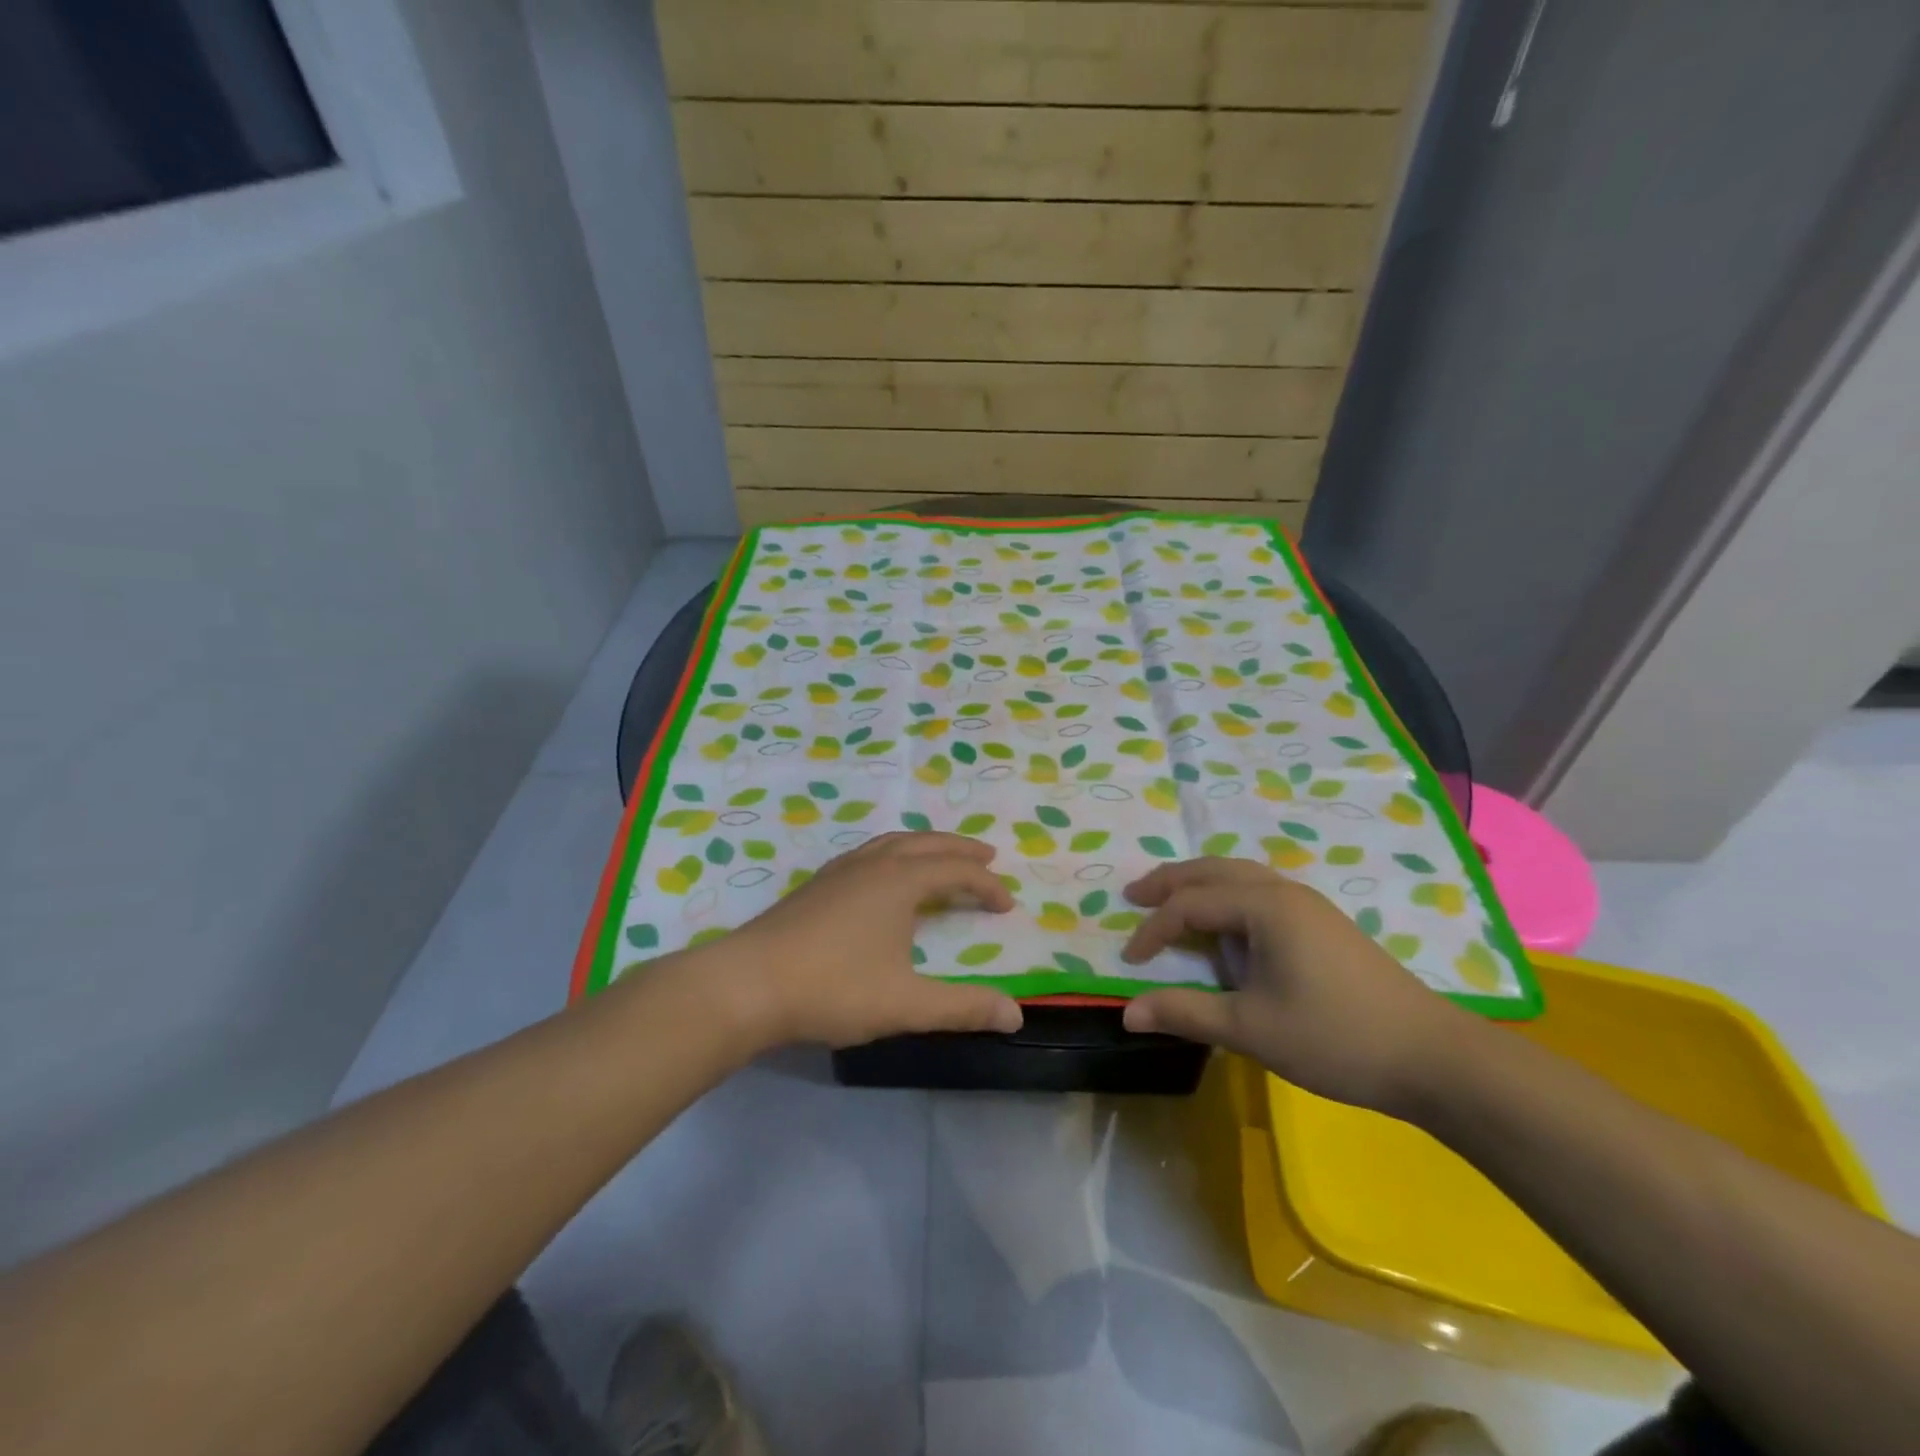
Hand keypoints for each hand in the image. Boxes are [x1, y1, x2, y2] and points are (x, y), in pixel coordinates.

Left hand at [690, 832, 1023, 1049]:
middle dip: (959, 849)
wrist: (747, 985)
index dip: (986, 885)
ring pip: (891, 844)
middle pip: (926, 843)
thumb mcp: (905, 1004)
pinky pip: (867, 854)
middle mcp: (872, 865)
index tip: (1007, 904)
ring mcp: (839, 872)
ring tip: (939, 858)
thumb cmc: (832, 988)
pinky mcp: (815, 886)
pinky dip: (892, 856)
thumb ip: (962, 1007)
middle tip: (986, 857)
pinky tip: (882, 878)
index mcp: (899, 882)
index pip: (955, 871)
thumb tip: (1015, 1015)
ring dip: (924, 846)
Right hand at [1117, 858, 1479, 1113]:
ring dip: (1199, 884)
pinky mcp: (1323, 923)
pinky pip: (1259, 891)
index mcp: (1265, 906)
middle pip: (1213, 871)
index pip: (1191, 905)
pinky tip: (1224, 922)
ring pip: (1239, 876)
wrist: (1433, 1058)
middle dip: (1170, 881)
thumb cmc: (1336, 1038)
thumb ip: (1185, 1012)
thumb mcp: (1251, 1028)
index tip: (1129, 959)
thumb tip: (1127, 1012)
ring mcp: (1308, 904)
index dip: (1154, 930)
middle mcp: (1284, 891)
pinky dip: (1226, 895)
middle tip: (1134, 895)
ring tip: (1169, 901)